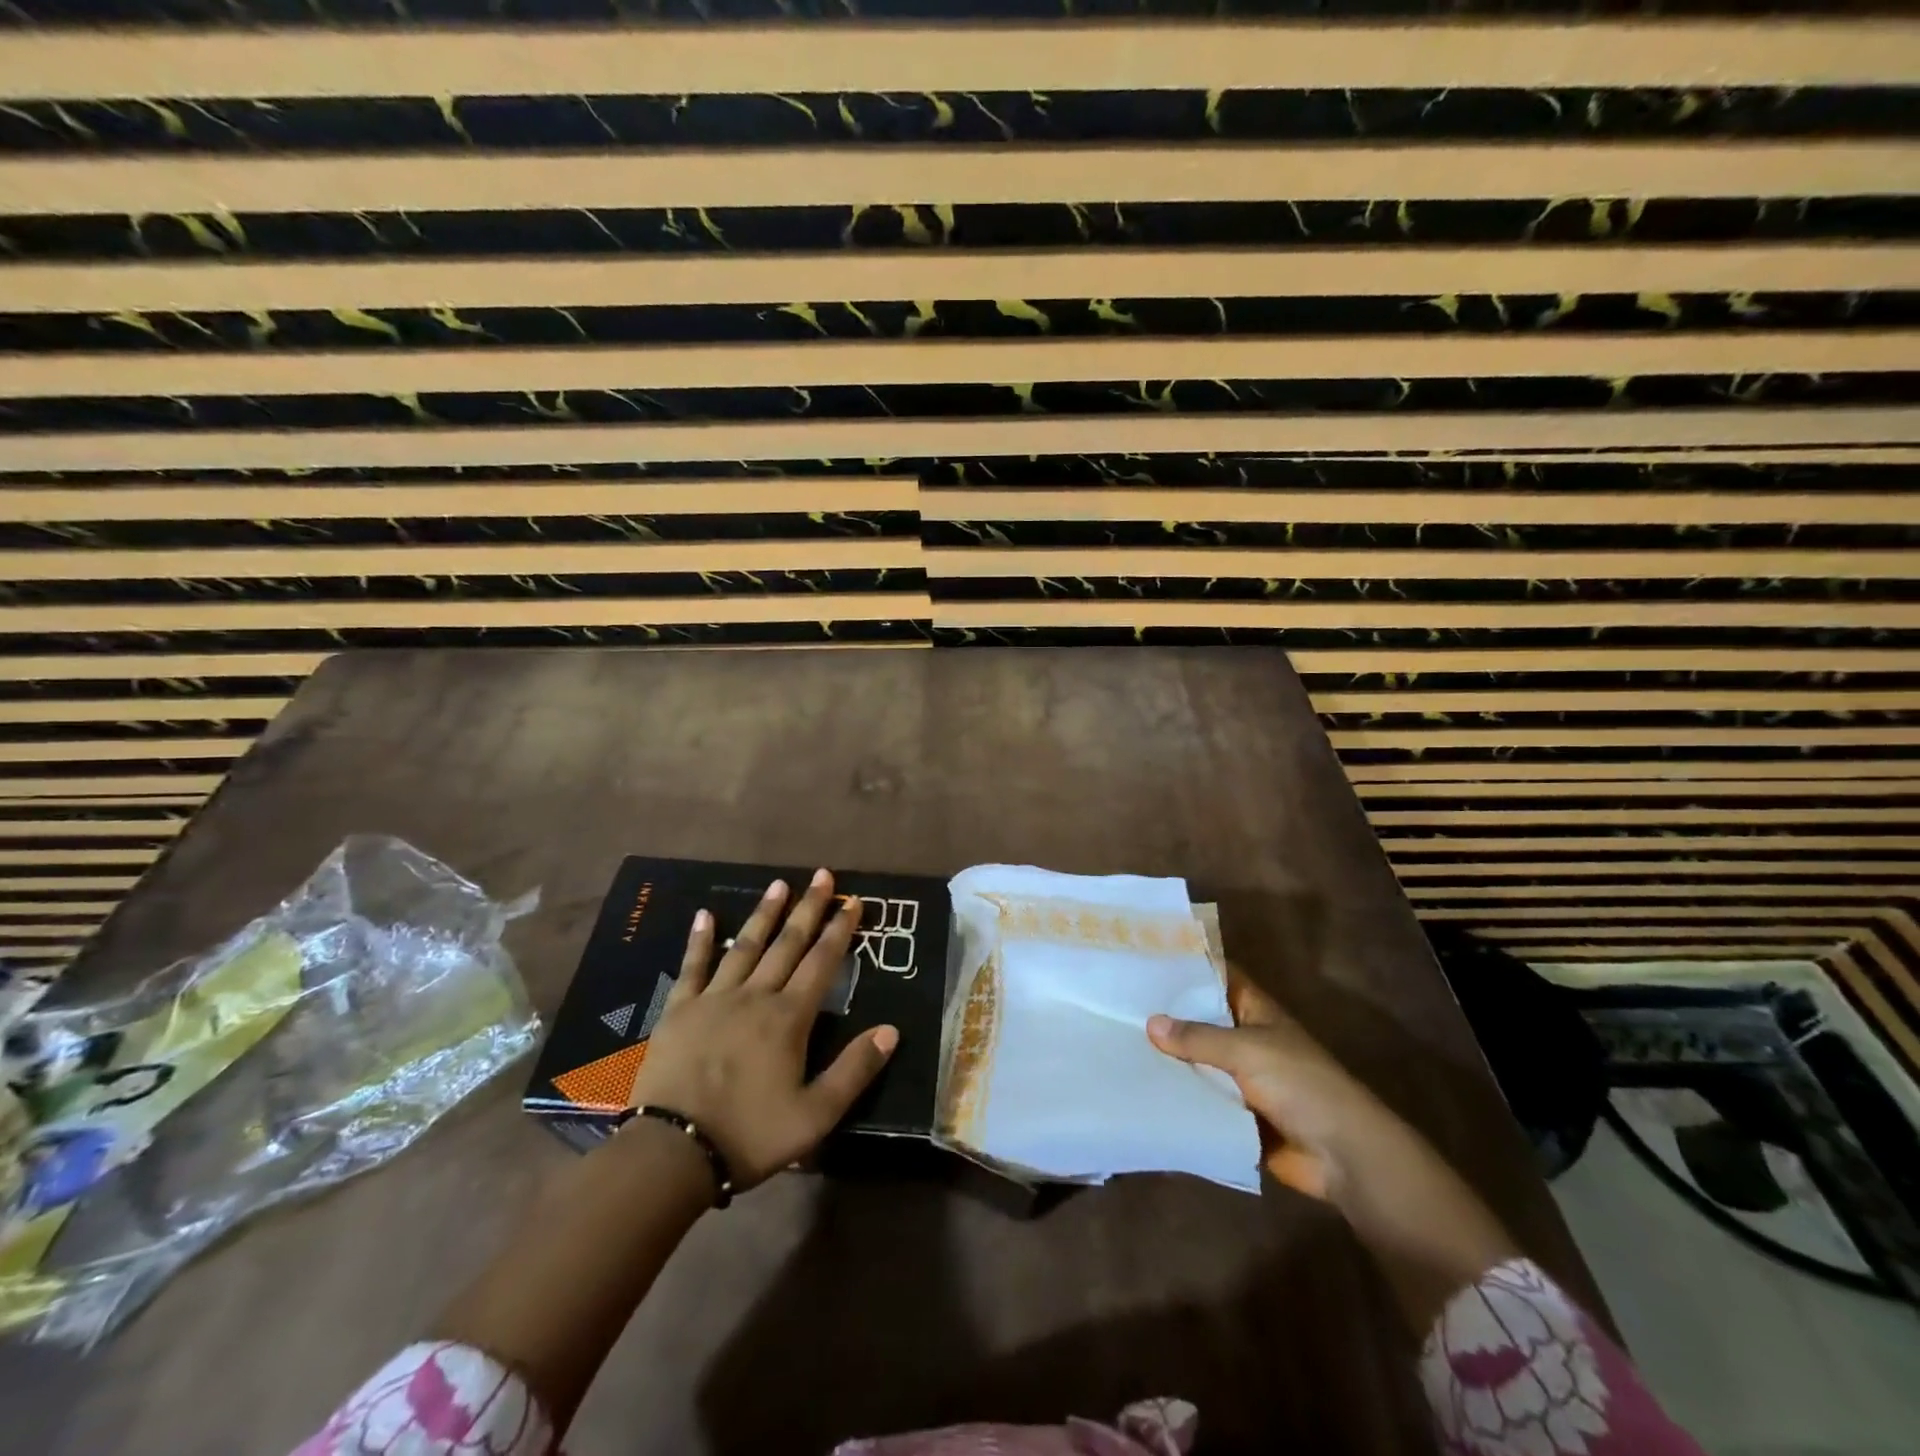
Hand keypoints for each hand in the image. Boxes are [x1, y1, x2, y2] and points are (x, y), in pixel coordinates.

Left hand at [625, 868, 897, 1190]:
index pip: (822, 963)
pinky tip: (704, 914)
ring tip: (779, 884)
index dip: (839, 930)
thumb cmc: (749, 1135)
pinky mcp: (679, 1010)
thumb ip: (854, 1070)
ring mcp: (714, 999)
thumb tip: (891, 1030)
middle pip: (787, 944)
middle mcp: (755, 996)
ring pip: (744, 946)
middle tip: (822, 875)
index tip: (852, 901)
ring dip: (764, 914)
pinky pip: (692, 966)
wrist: (672, 1153)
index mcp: (789, 1018)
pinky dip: (699, 940)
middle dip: (808, 908)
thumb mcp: (815, 1115)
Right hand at [1149, 972, 1519, 1331]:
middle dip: (1168, 1014)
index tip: (1146, 957)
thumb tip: (1150, 1023)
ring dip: (1170, 1058)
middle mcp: (1247, 1038)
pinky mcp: (1236, 1114)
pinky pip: (1202, 1098)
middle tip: (1117, 1002)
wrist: (1343, 1156)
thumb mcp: (1247, 1051)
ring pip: (1198, 1060)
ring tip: (1118, 1042)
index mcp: (1256, 1011)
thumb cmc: (1301, 1085)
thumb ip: (1198, 1037)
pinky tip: (1141, 1088)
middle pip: (1202, 1019)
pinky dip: (1179, 1095)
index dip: (1188, 965)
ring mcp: (1242, 1077)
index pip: (1218, 976)